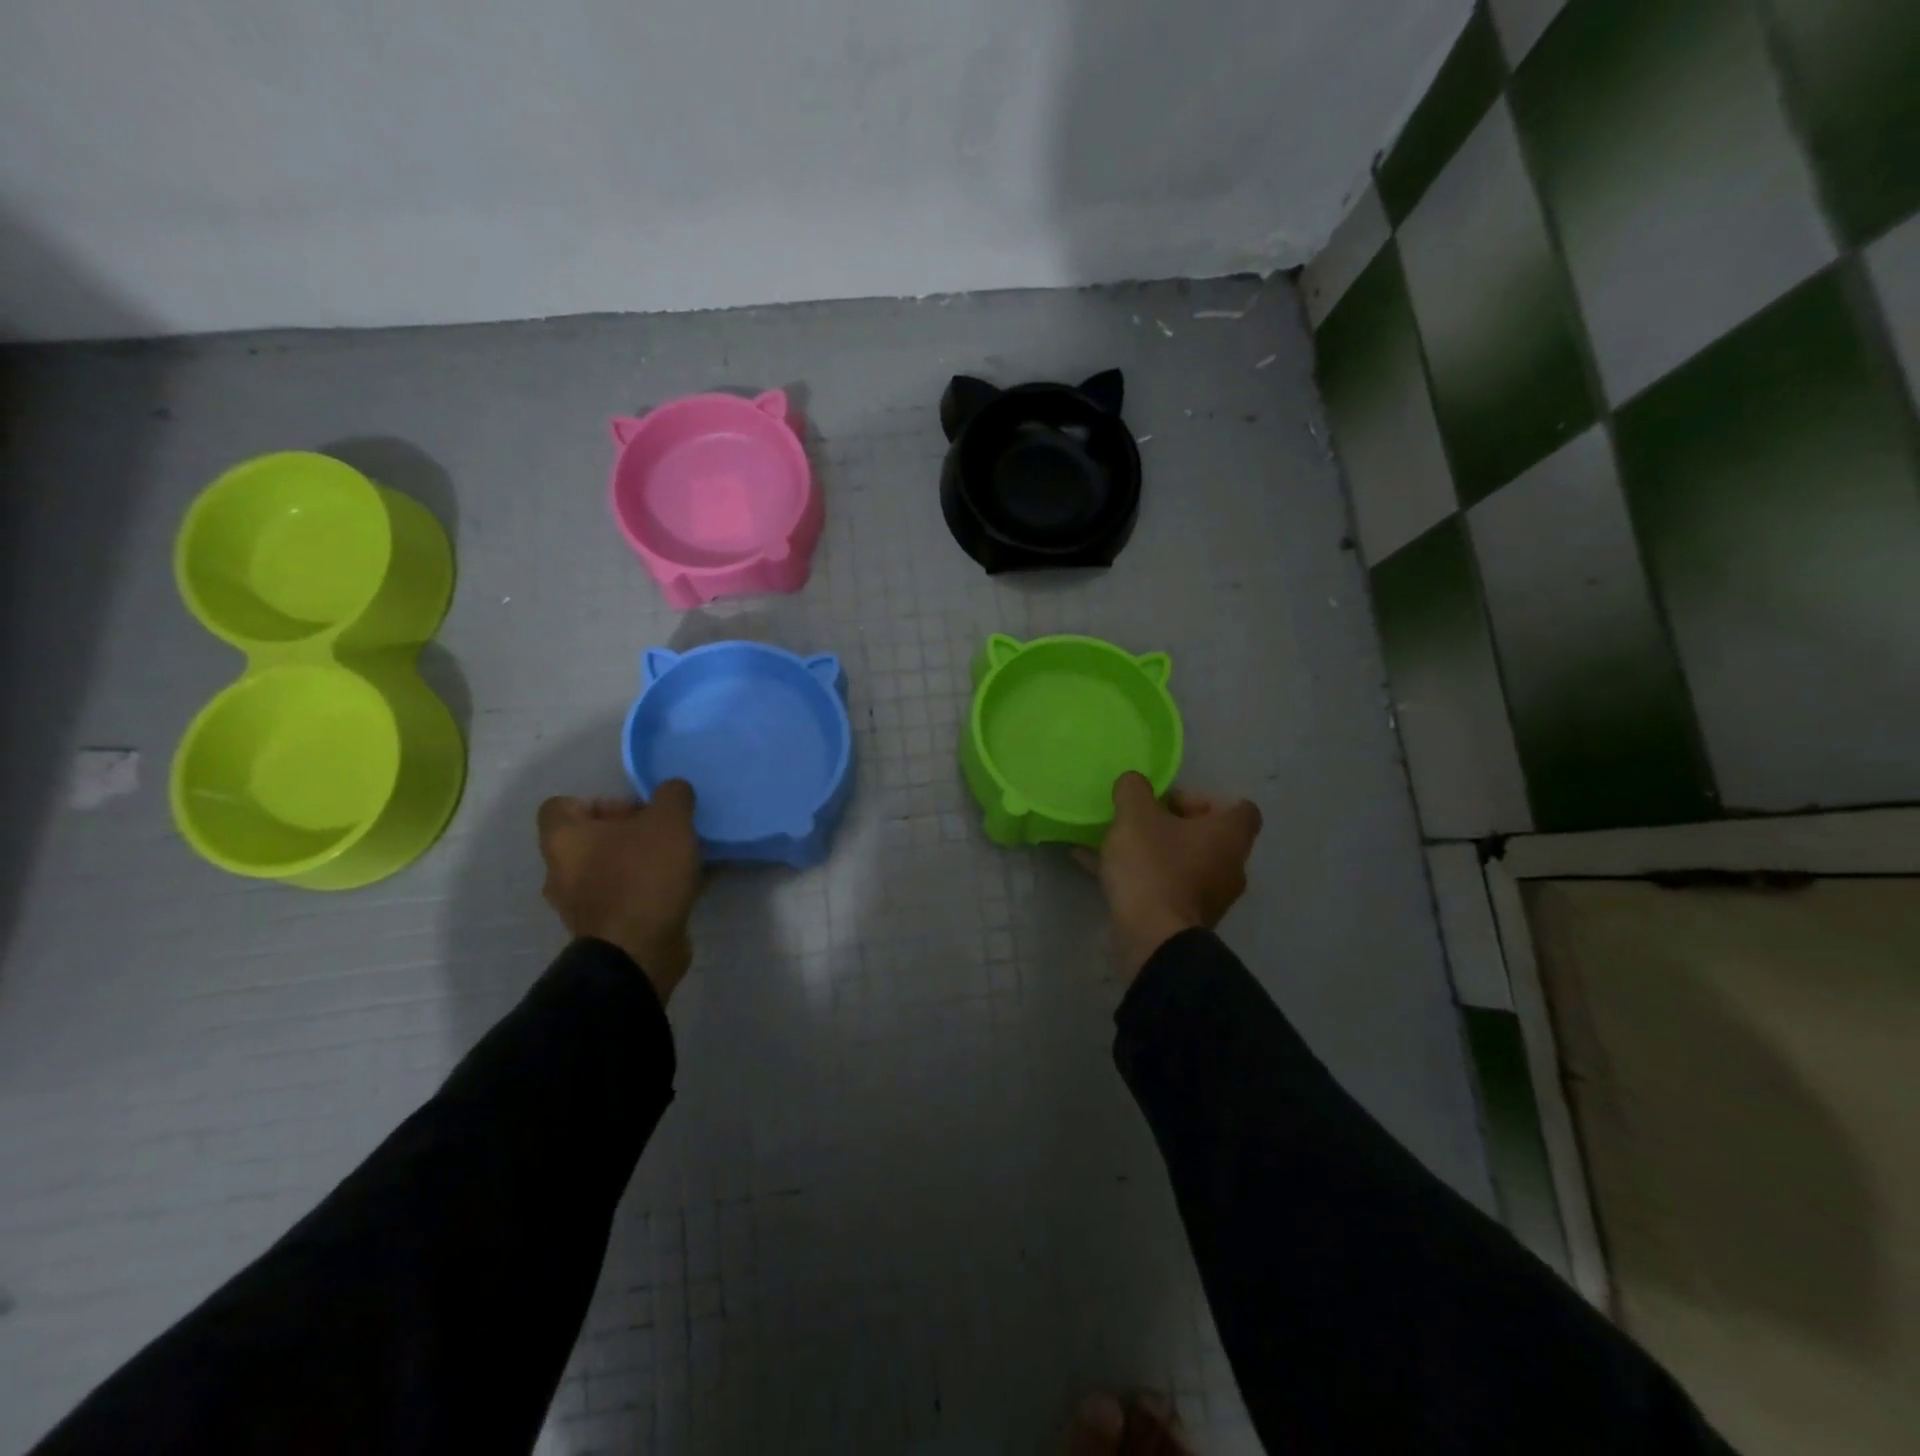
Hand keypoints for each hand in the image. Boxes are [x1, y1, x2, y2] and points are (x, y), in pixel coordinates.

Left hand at [537, 783, 702, 1004]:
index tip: (637, 811)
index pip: (561, 806)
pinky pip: (627, 897)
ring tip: (681, 861)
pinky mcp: (605, 930)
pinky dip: (650, 890)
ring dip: (642, 863)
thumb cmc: (643, 876)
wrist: (639, 952)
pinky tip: (686, 887)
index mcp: (563, 839)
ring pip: (611, 870)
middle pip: (591, 839)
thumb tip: (673, 791)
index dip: (600, 802)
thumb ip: (673, 795)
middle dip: (630, 833)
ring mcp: (580, 905)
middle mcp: (561, 872)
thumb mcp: (669, 821)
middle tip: (665, 834)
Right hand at [1087, 772, 1262, 981]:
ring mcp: (1210, 898)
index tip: (1170, 803)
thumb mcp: (1135, 815)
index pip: (1240, 809)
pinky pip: (1164, 888)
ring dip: (1154, 852)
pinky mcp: (1186, 920)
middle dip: (1172, 826)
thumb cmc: (1153, 867)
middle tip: (1139, 821)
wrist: (1152, 938)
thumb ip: (1134, 789)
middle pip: (1208, 836)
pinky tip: (1097, 869)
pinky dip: (1139, 877)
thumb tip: (1134, 783)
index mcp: (1228, 836)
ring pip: (1183, 863)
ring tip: (1114, 845)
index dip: (1205, 799)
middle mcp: (1229, 867)